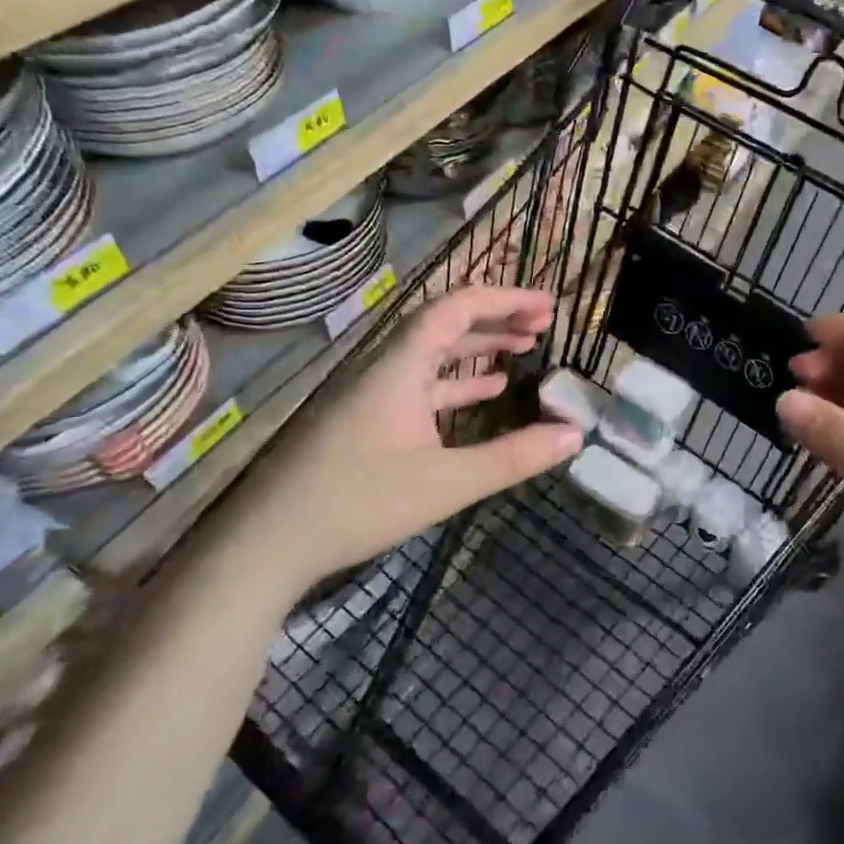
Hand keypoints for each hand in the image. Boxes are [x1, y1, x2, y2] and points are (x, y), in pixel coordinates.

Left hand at [245, 286, 582, 600]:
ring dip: (479, 347)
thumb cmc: (358, 503)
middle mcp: (386, 369)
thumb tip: (575, 434)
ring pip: (435, 355)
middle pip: (446, 324)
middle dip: (497, 318)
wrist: (267, 544)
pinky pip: (423, 386)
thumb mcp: (447, 483)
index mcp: (401, 367)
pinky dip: (459, 383)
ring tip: (524, 348)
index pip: (456, 308)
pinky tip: (487, 394)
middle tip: (544, 323)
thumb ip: (514, 457)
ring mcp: (374, 396)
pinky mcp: (368, 422)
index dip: (505, 299)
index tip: (547, 305)